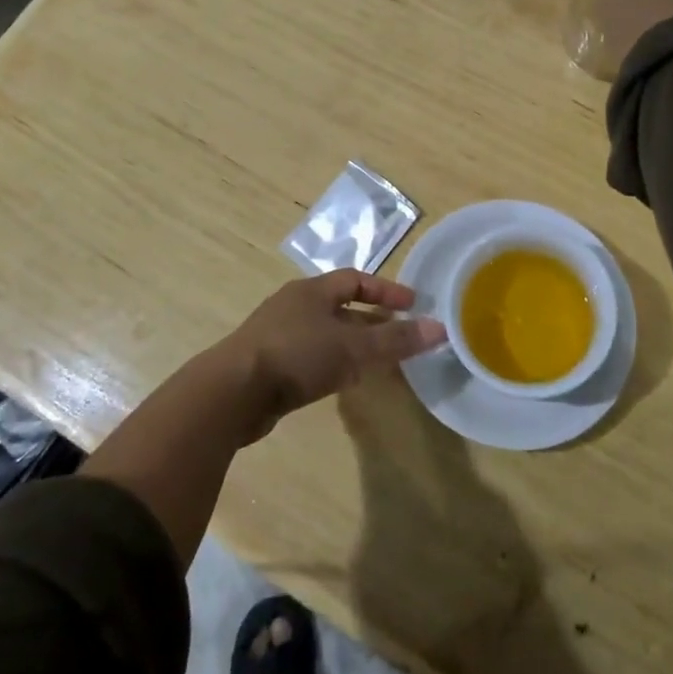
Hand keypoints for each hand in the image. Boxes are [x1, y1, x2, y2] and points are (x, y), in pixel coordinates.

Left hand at [215, 270, 446, 438]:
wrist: (232, 393)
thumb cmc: (296, 355)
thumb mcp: (352, 347)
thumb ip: (395, 340)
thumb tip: (440, 329)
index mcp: (311, 291)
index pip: (356, 280)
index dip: (386, 291)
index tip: (413, 305)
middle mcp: (294, 306)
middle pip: (341, 307)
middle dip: (373, 321)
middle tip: (401, 337)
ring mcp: (278, 335)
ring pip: (326, 334)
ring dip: (353, 344)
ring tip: (379, 362)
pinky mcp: (268, 365)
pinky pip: (311, 357)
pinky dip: (333, 363)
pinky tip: (344, 382)